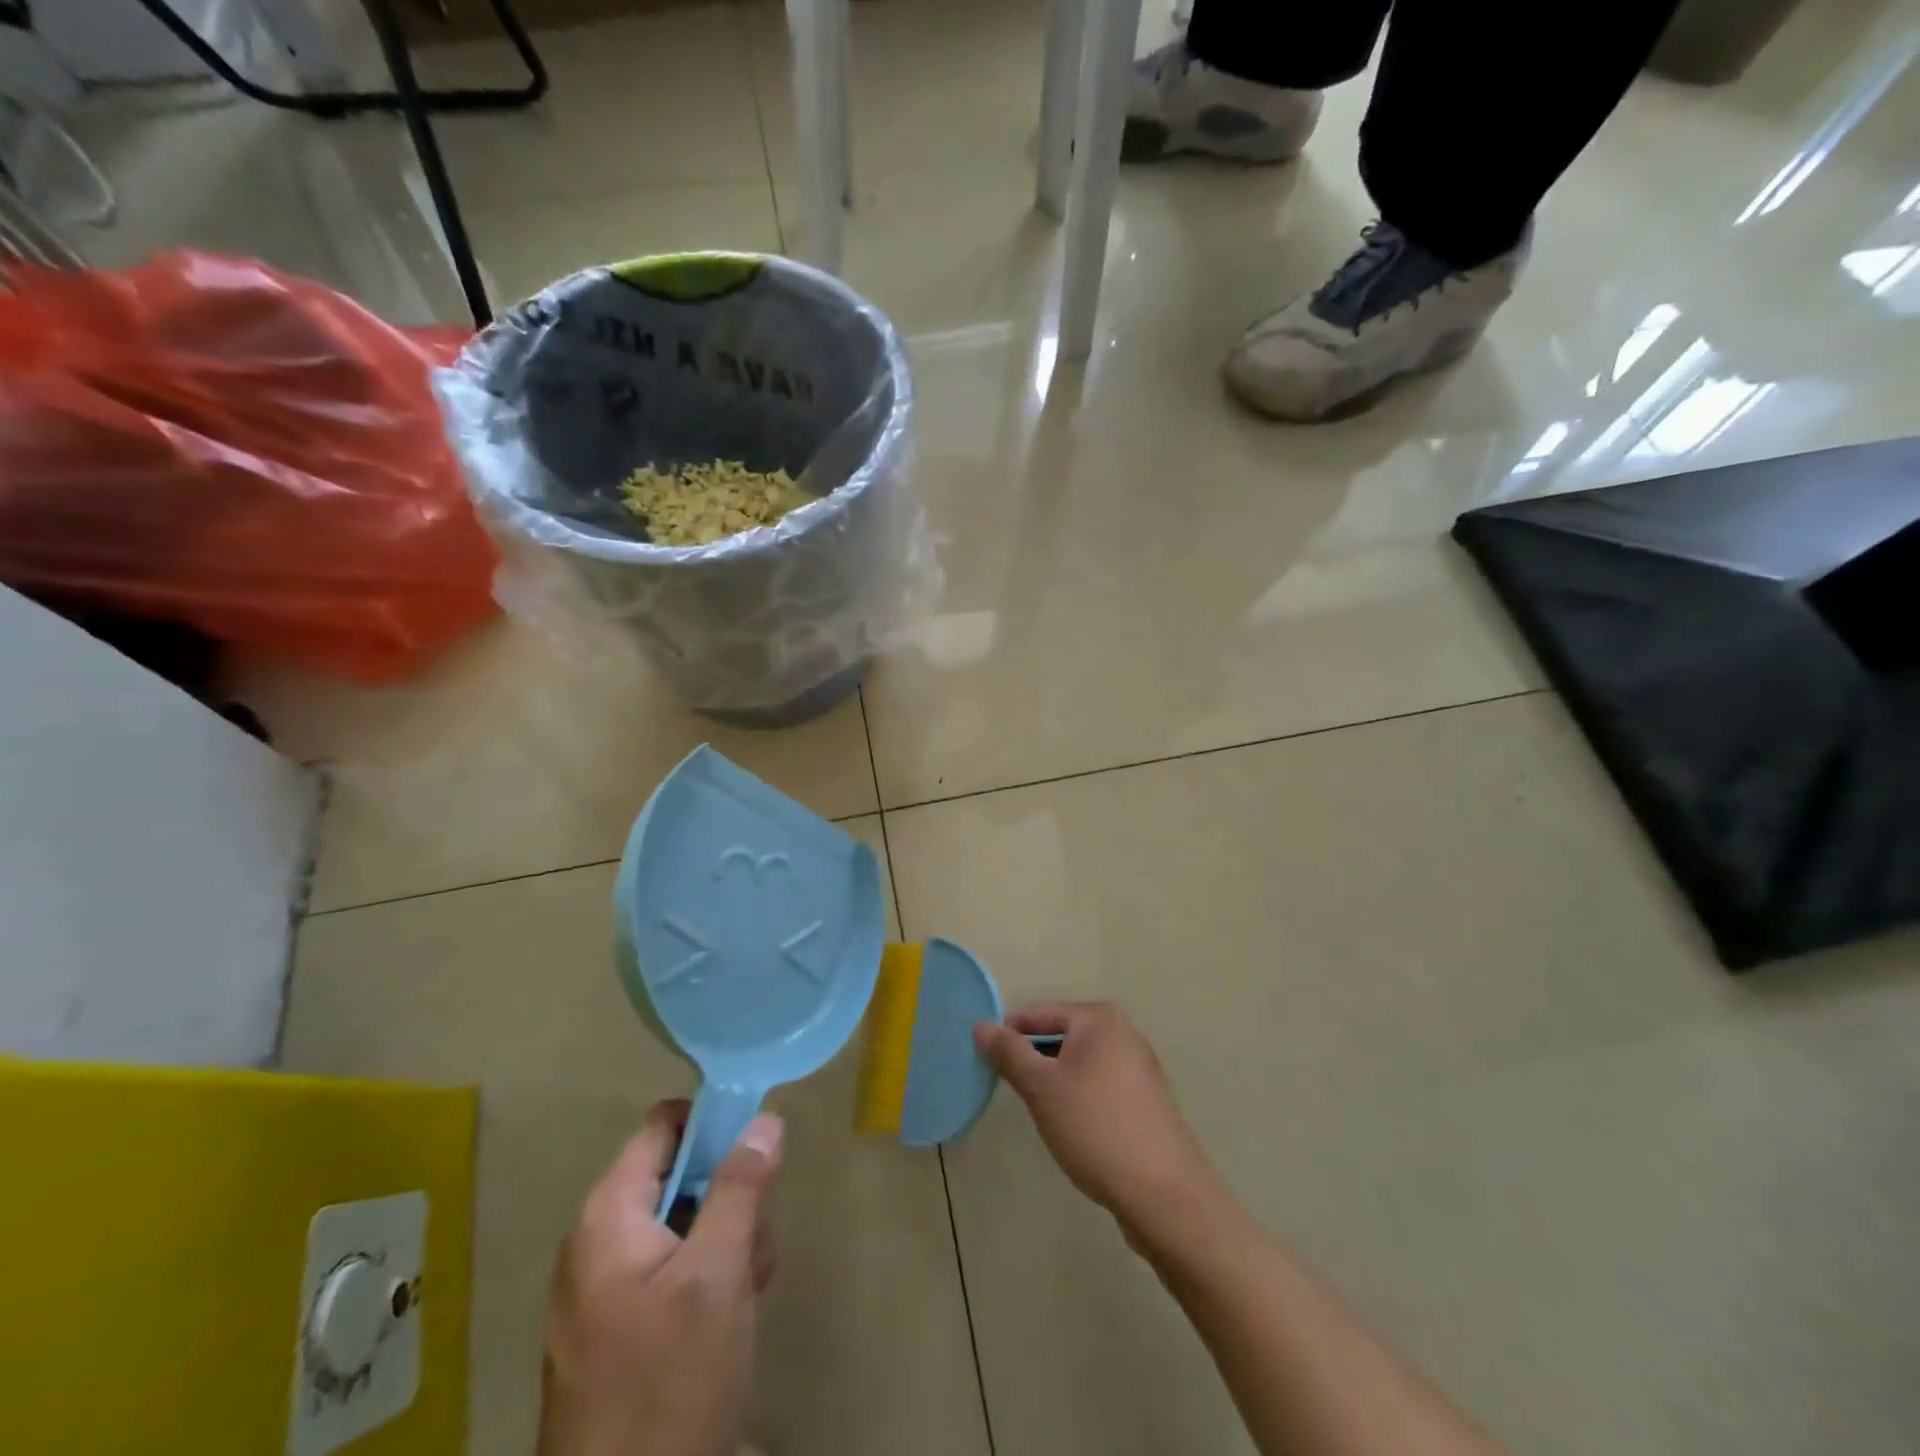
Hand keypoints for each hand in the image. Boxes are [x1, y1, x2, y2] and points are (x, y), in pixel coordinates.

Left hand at [538, 1100, 782, 1455]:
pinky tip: (731, 1316)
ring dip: (726, 1240)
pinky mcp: (616, 1329)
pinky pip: (669, 1269)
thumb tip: (765, 1118)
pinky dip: (706, 1276)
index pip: (662, 1125)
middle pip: (678, 1175)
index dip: (712, 1122)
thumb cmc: (669, 1383)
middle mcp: (596, 1242)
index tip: (758, 1149)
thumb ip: (741, 1187)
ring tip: (749, 1287)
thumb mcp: (718, 1273)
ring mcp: (603, 1289)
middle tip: (757, 1239)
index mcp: (608, 1215)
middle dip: (729, 1196)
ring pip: (682, 1223)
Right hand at [974, 1002, 1221, 1236]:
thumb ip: (1009, 1053)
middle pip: (1061, 1036)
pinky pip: (1098, 1085)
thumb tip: (982, 1025)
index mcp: (1099, 1019)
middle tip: (1009, 1089)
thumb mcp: (1041, 1087)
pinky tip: (1070, 1128)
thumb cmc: (1096, 1127)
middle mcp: (1123, 1033)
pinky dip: (1077, 1097)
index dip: (1008, 1035)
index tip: (983, 1061)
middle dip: (1032, 1059)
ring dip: (1054, 1081)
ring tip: (1037, 1111)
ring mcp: (1139, 1068)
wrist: (1164, 1194)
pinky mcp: (1145, 1101)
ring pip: (1079, 1063)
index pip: (1039, 1013)